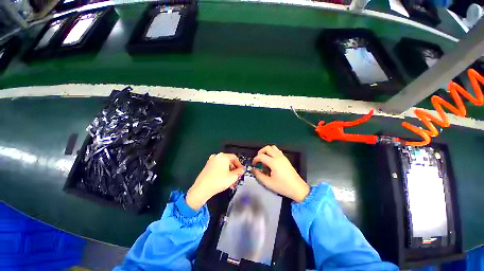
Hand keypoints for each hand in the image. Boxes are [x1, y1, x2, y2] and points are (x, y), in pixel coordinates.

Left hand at [186, 153, 243, 209]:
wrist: (201, 189)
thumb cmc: (218, 181)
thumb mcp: (232, 177)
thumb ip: (239, 172)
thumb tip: (242, 169)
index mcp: (223, 156)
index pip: (234, 157)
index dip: (239, 164)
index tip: (241, 171)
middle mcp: (217, 157)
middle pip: (229, 161)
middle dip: (234, 170)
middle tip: (237, 177)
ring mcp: (211, 161)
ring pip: (223, 166)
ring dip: (229, 173)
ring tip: (231, 182)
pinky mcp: (207, 166)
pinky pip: (218, 167)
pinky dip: (222, 172)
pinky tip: (224, 181)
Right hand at [252, 145, 309, 202]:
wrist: (298, 188)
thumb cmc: (283, 186)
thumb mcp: (268, 183)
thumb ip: (259, 175)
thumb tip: (253, 170)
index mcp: (274, 162)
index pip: (261, 156)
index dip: (255, 159)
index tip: (254, 164)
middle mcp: (278, 157)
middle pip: (267, 148)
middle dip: (260, 152)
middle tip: (258, 159)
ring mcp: (283, 157)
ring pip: (273, 148)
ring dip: (267, 151)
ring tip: (264, 158)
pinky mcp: (286, 159)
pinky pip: (277, 151)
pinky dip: (272, 152)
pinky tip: (271, 160)